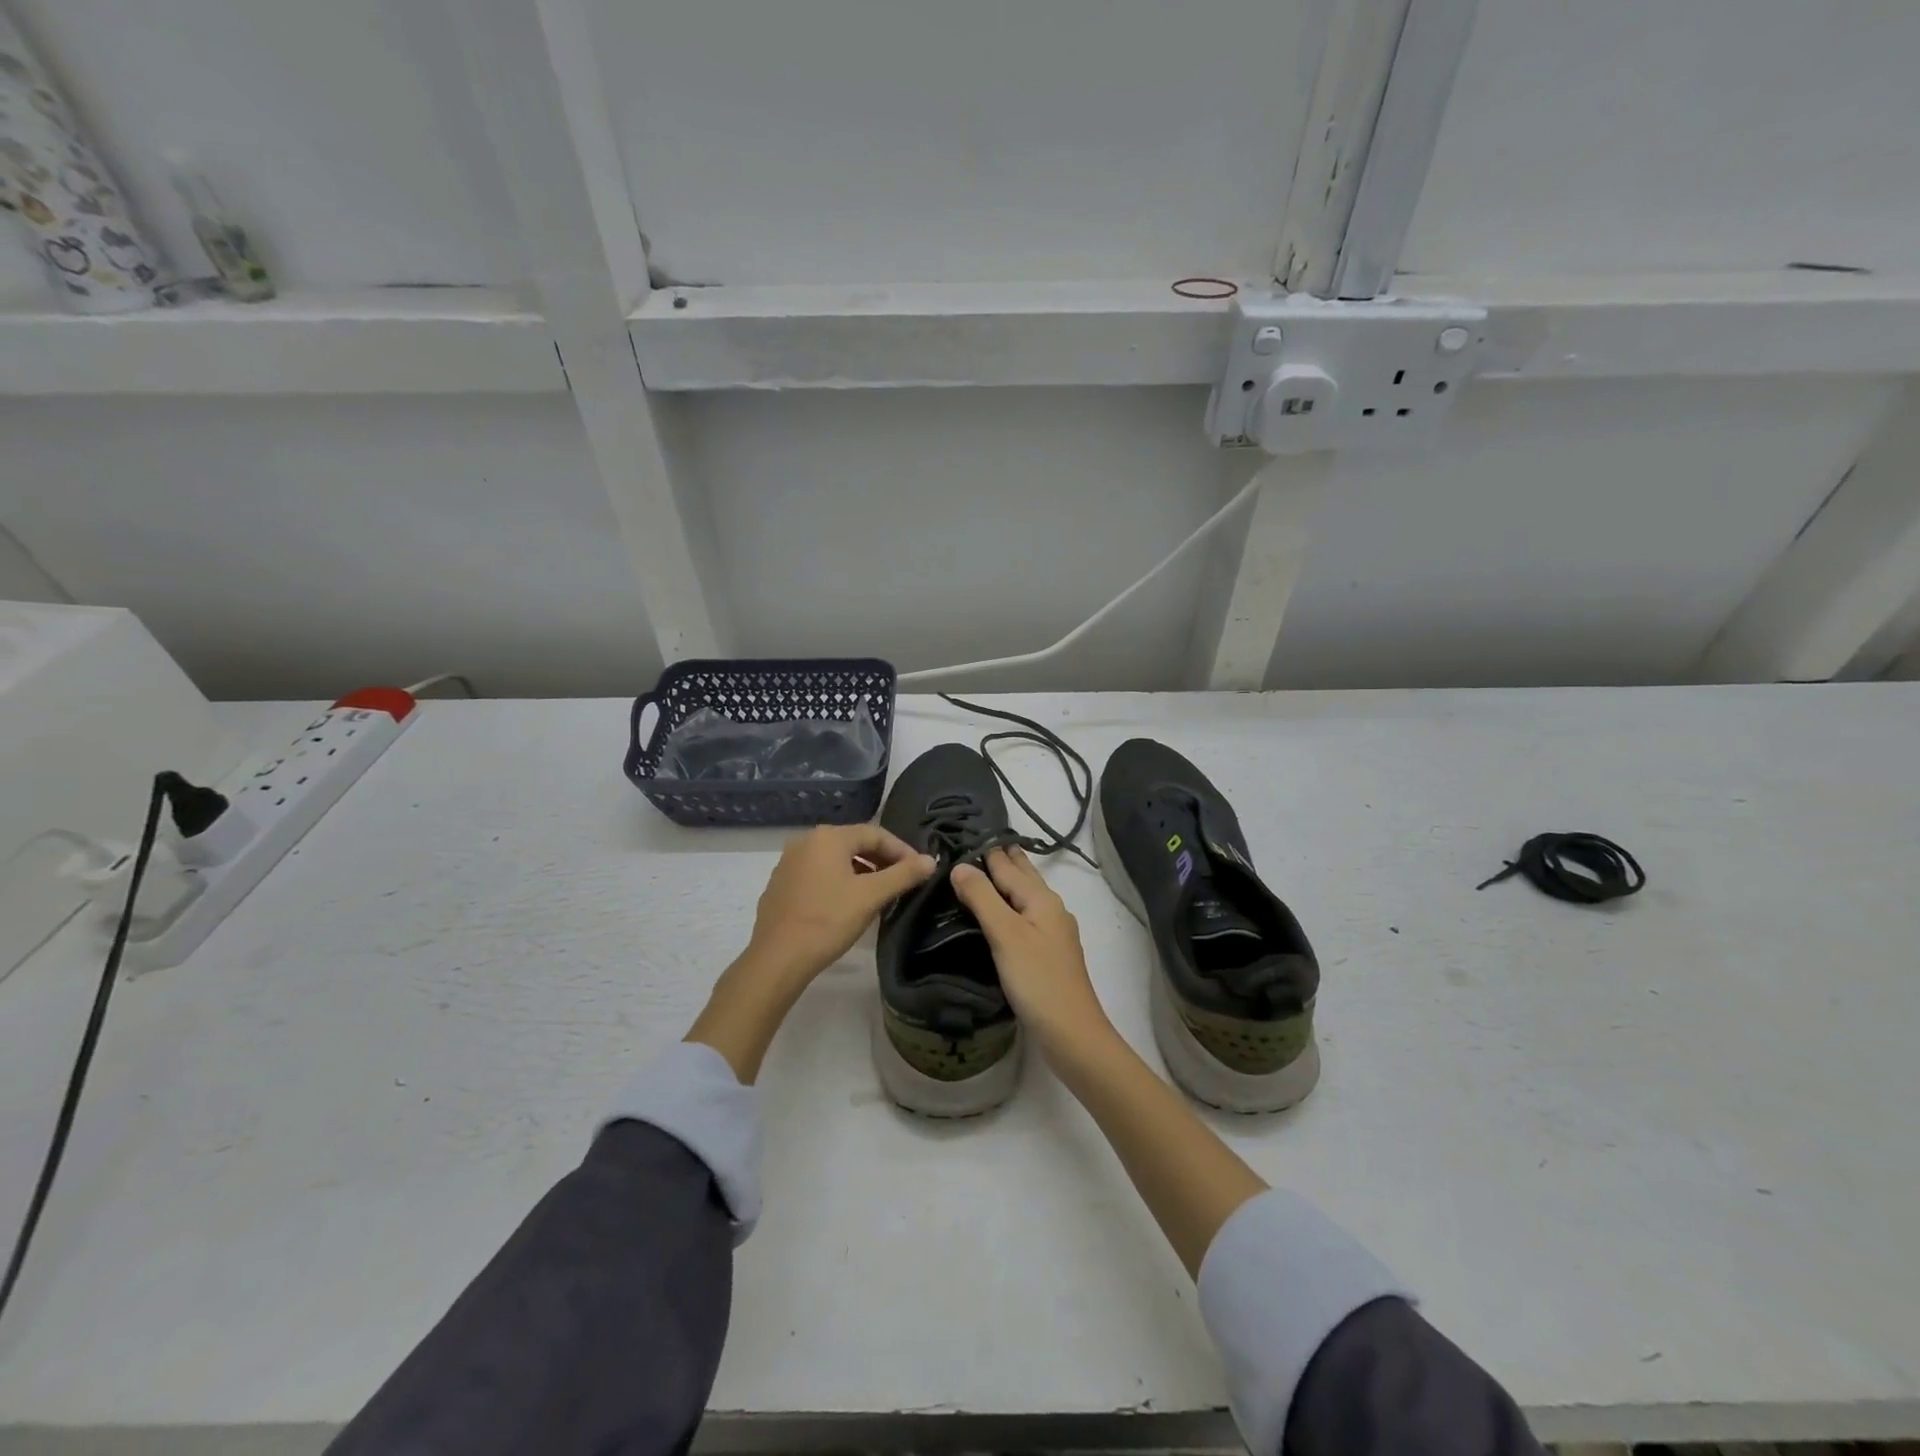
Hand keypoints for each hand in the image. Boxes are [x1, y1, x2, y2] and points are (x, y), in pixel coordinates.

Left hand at [744, 823, 936, 985]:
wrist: (777, 958)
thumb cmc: (828, 921)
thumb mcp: (871, 896)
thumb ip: (904, 875)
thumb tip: (930, 860)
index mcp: (828, 837)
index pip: (875, 833)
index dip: (901, 850)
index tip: (919, 869)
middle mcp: (806, 841)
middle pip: (854, 843)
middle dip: (882, 859)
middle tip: (903, 880)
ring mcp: (789, 862)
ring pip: (835, 859)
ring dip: (861, 871)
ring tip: (879, 893)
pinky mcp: (781, 884)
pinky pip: (818, 874)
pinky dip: (839, 881)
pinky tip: (848, 903)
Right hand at [948, 847, 1112, 1062]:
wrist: (1071, 1033)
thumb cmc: (1037, 980)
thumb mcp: (1006, 935)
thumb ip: (983, 898)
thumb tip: (960, 866)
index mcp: (1041, 898)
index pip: (1008, 864)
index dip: (986, 849)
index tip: (963, 832)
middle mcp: (1050, 908)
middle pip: (1022, 876)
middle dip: (999, 859)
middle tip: (970, 844)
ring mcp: (1052, 932)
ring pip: (1024, 896)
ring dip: (1004, 882)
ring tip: (977, 873)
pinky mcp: (1048, 953)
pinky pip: (1024, 916)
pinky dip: (1008, 907)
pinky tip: (997, 915)